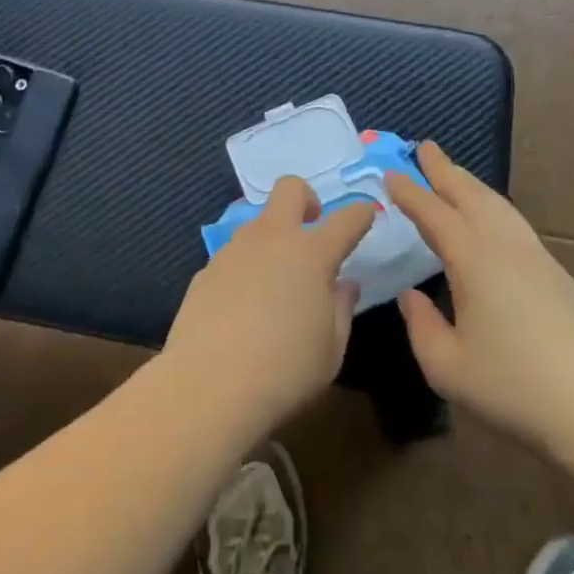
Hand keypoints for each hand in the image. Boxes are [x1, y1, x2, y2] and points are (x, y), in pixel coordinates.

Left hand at [163, 177, 374, 431]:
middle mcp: (272, 239)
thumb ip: (342, 309)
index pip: (345, 220)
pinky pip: (234, 256)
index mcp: (311, 254)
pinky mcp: (206, 270)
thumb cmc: (285, 370)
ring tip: (277, 281)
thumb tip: (344, 284)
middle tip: (313, 226)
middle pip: (289, 189)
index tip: (366, 214)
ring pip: (258, 223)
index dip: (360, 214)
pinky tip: (244, 305)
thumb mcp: (331, 349)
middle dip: (307, 198)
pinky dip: (246, 267)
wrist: (207, 385)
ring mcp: (234, 250)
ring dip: (274, 238)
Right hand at [386, 142, 573, 453]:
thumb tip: (412, 296)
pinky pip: (515, 224)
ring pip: (498, 206)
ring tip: (454, 174)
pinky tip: (491, 220)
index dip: (410, 193)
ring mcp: (537, 258)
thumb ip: (421, 326)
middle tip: (424, 147)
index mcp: (474, 261)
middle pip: (471, 196)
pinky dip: (493, 207)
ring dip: (471, 185)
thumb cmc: (514, 389)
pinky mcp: (558, 275)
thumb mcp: (447, 368)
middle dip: (444, 170)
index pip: (434, 214)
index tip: (391, 173)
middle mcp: (505, 247)